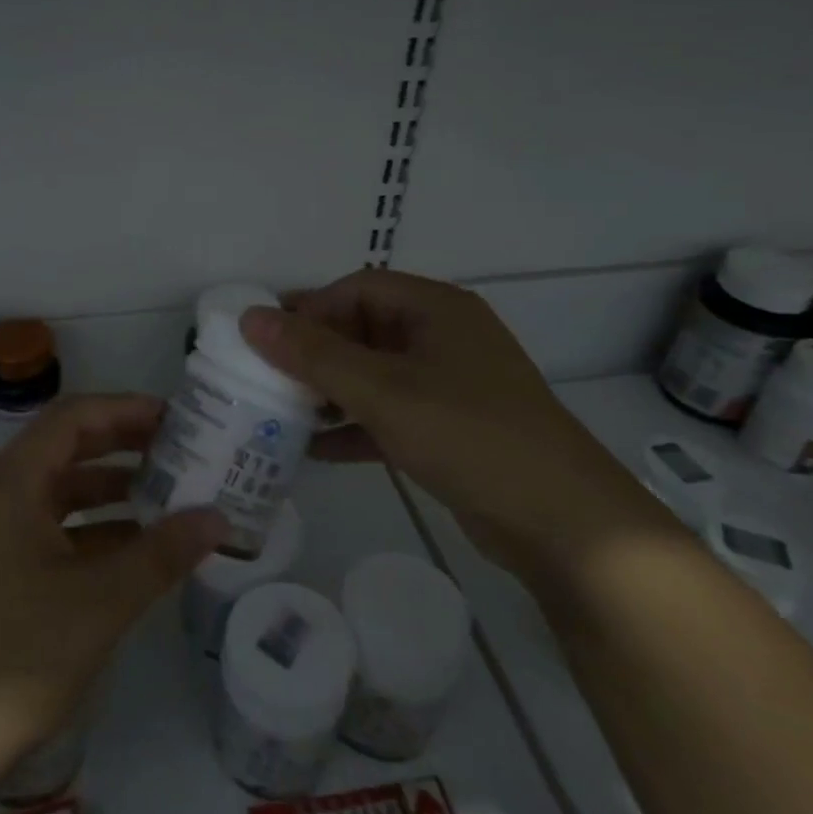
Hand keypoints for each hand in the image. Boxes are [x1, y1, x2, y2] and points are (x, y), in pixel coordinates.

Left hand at [0, 394, 227, 759]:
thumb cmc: (16, 654)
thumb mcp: (101, 600)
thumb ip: (162, 553)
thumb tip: (218, 519)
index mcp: (11, 482)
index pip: (73, 417)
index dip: (125, 409)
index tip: (175, 418)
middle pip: (65, 448)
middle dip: (122, 445)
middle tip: (178, 450)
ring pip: (58, 491)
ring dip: (109, 489)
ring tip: (166, 496)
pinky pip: (48, 529)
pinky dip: (90, 529)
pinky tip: (131, 549)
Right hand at [239, 270, 674, 588]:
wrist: (562, 523)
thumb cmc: (468, 433)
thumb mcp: (382, 390)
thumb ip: (313, 354)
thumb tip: (250, 318)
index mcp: (436, 309)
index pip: (357, 290)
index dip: (309, 309)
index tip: (266, 340)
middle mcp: (442, 338)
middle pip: (363, 330)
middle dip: (314, 354)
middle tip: (265, 377)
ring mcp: (448, 386)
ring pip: (373, 375)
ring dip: (329, 392)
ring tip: (280, 413)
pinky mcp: (448, 429)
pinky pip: (387, 414)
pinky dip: (353, 426)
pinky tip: (314, 450)